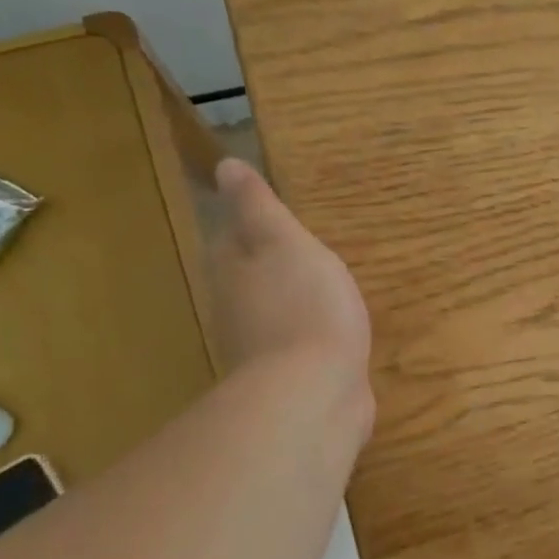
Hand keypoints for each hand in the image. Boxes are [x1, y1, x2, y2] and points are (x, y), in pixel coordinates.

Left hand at [205, 158, 371, 398]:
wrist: (315, 391)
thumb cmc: (304, 305)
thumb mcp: (285, 242)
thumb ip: (258, 207)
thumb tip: (224, 166)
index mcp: (232, 270)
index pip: (229, 239)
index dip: (248, 226)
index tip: (274, 217)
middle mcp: (236, 310)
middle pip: (247, 279)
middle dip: (269, 266)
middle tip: (304, 252)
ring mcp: (261, 349)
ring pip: (272, 314)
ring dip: (290, 302)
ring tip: (324, 289)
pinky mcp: (291, 380)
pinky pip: (297, 347)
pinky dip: (309, 337)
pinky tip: (334, 335)